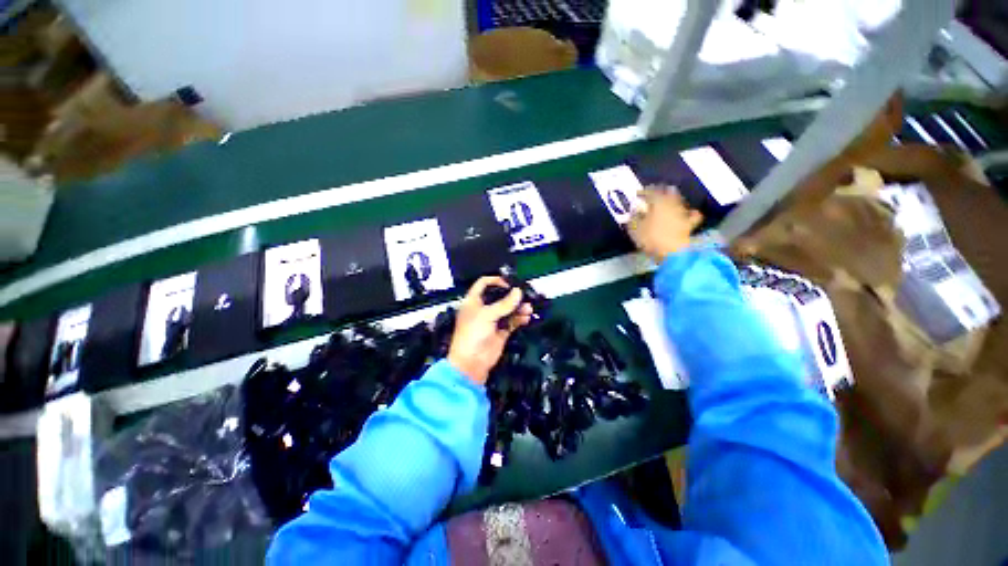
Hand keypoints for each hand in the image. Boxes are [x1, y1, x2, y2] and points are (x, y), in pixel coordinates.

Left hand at [448, 277, 533, 385]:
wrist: (471, 363)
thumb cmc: (472, 335)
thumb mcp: (487, 315)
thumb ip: (504, 304)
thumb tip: (518, 292)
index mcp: (473, 301)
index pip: (483, 284)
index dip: (495, 281)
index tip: (509, 283)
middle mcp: (483, 309)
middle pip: (499, 297)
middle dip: (512, 295)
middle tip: (524, 294)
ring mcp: (492, 320)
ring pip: (508, 309)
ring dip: (518, 307)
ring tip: (528, 308)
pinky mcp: (501, 331)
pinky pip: (512, 321)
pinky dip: (520, 319)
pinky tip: (526, 317)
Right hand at [627, 186, 702, 262]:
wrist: (671, 253)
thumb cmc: (650, 238)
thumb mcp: (634, 228)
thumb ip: (633, 218)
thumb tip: (634, 211)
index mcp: (658, 202)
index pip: (651, 192)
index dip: (643, 192)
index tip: (637, 194)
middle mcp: (672, 204)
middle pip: (668, 192)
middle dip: (661, 192)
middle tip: (653, 194)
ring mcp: (682, 213)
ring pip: (679, 201)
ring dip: (673, 200)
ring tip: (667, 203)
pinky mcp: (689, 225)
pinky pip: (692, 215)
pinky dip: (689, 213)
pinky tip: (687, 214)